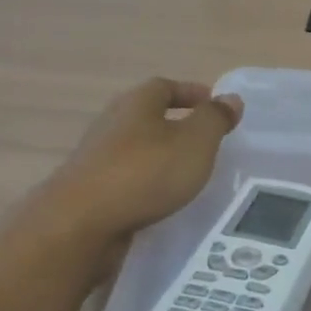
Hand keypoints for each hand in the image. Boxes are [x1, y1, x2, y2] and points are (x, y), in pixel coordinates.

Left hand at [43, 78, 244, 253]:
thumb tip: (231, 98)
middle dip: (175, 124)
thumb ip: (215, 119)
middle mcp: (111, 124)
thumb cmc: (145, 173)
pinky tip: (162, 200)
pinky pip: (126, 179)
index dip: (191, 93)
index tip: (214, 105)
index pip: (164, 86)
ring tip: (188, 174)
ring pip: (136, 148)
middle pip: (146, 115)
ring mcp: (96, 159)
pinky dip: (146, 183)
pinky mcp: (90, 192)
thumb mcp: (195, 142)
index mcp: (136, 104)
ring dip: (160, 156)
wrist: (80, 225)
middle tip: (205, 141)